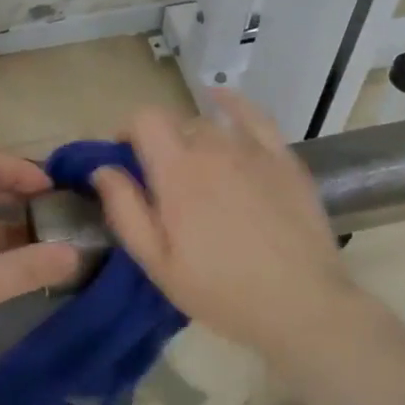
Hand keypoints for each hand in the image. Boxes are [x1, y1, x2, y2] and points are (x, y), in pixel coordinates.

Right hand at [89, 93, 359, 355]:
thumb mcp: (157, 262)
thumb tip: (103, 169)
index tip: (125, 159)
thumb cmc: (220, 290)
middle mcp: (213, 147)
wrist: (300, 305)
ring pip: (210, 124)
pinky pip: (255, 116)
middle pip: (176, 122)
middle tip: (161, 181)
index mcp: (176, 171)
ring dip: (192, 138)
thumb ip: (125, 210)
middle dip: (159, 142)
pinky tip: (221, 99)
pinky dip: (232, 103)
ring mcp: (253, 150)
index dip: (128, 132)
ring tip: (194, 169)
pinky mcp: (283, 158)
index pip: (144, 119)